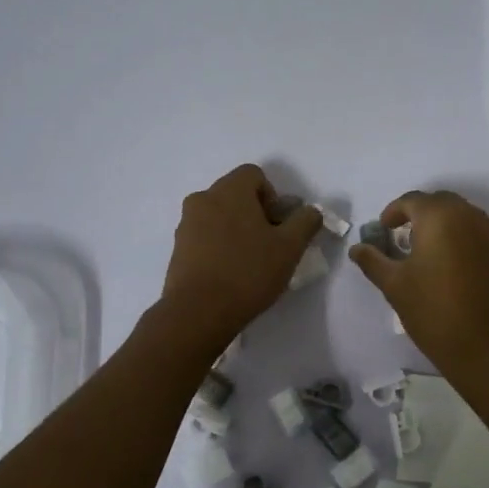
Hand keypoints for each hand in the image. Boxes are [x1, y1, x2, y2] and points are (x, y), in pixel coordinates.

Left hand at [160, 164, 321, 346]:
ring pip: (219, 217)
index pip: (254, 175)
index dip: (273, 196)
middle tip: (270, 245)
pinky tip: (231, 274)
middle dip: (256, 214)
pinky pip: (205, 237)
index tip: (279, 226)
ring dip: (237, 231)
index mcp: (229, 190)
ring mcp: (186, 224)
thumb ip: (306, 221)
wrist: (198, 312)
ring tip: (251, 263)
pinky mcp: (178, 249)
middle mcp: (203, 199)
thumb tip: (310, 211)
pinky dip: (220, 246)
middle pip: (236, 195)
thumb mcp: (290, 247)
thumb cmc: (248, 272)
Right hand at [349, 190, 488, 371]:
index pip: (412, 200)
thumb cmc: (434, 312)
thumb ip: (374, 261)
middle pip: (441, 203)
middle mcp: (470, 216)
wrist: (488, 348)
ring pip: (464, 217)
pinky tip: (456, 268)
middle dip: (421, 214)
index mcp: (439, 217)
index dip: (394, 211)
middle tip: (405, 236)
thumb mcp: (395, 286)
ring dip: (445, 226)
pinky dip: (465, 241)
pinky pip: (481, 236)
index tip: (384, 230)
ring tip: (430, 251)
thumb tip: (357, 248)